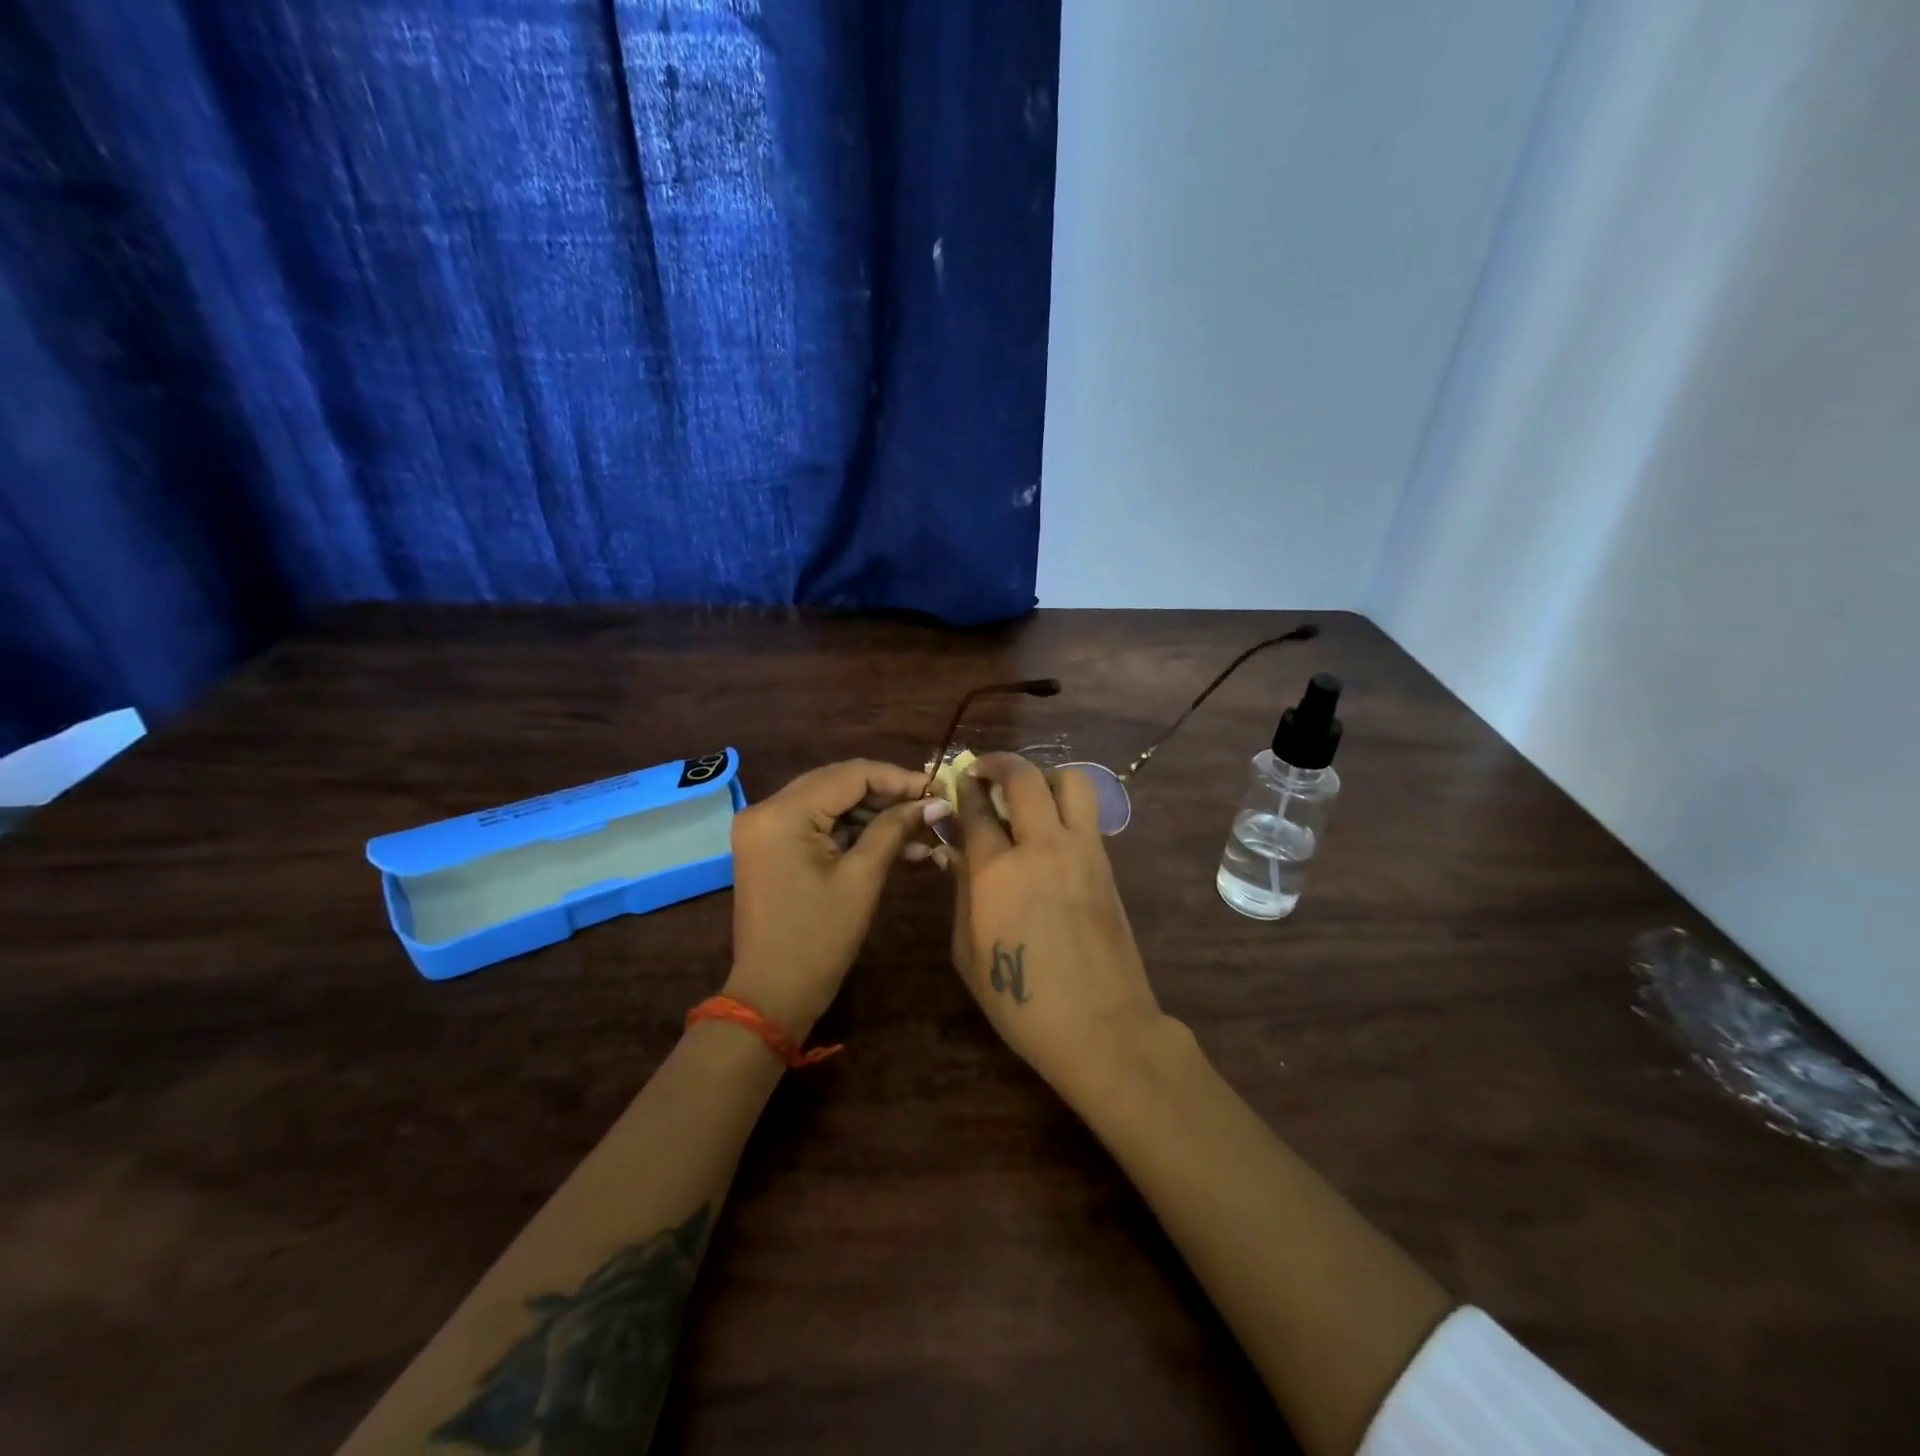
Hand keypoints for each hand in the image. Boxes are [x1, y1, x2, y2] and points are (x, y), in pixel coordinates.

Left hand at [725, 759, 939, 1040]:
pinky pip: (819, 824)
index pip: (849, 775)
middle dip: (888, 794)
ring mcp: (766, 828)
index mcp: (782, 813)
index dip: (898, 778)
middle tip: (932, 804)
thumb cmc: (818, 940)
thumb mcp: (861, 879)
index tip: (938, 788)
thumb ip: (894, 829)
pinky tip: (895, 842)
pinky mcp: (772, 846)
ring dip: (874, 814)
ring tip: (921, 829)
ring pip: (831, 803)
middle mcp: (766, 809)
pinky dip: (854, 831)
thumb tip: (933, 800)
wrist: (772, 996)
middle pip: (838, 783)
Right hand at [944, 753, 1168, 1092]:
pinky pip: (1086, 814)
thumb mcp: (968, 952)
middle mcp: (1042, 847)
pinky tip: (1050, 829)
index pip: (976, 810)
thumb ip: (961, 892)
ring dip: (1042, 776)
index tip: (957, 784)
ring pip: (1070, 782)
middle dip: (999, 763)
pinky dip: (1065, 805)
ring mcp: (1082, 852)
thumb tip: (955, 851)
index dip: (962, 790)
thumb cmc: (1021, 1001)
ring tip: (1026, 794)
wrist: (1101, 1027)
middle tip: (984, 771)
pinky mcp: (1107, 864)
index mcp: (997, 872)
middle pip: (1024, 778)